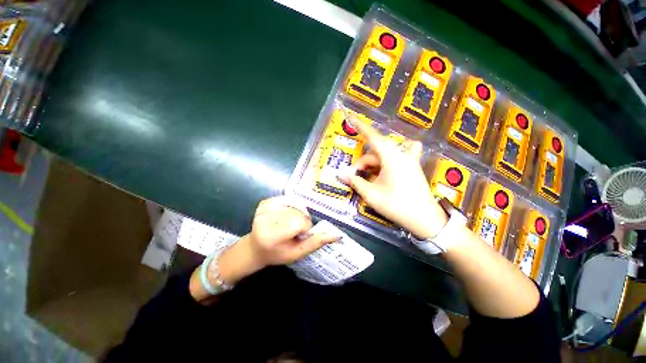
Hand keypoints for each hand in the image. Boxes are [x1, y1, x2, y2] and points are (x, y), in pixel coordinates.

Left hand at [190, 197, 338, 301]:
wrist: (255, 247)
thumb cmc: (277, 253)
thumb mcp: (297, 253)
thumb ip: (316, 243)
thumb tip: (337, 235)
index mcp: (272, 234)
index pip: (300, 222)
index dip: (304, 228)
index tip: (298, 235)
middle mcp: (266, 218)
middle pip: (298, 212)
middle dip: (301, 221)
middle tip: (292, 231)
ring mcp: (264, 207)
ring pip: (295, 205)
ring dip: (297, 214)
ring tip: (287, 224)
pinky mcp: (265, 201)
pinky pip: (289, 200)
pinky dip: (291, 208)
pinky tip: (284, 216)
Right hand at [338, 117, 447, 239]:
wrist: (425, 219)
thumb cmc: (397, 205)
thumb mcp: (371, 194)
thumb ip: (355, 182)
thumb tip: (340, 174)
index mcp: (392, 157)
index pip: (373, 136)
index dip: (361, 126)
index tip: (351, 117)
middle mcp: (401, 154)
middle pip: (375, 152)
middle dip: (362, 164)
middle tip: (353, 178)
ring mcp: (409, 161)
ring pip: (384, 156)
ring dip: (373, 164)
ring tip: (366, 178)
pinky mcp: (412, 167)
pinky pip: (397, 157)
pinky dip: (387, 161)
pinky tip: (383, 169)